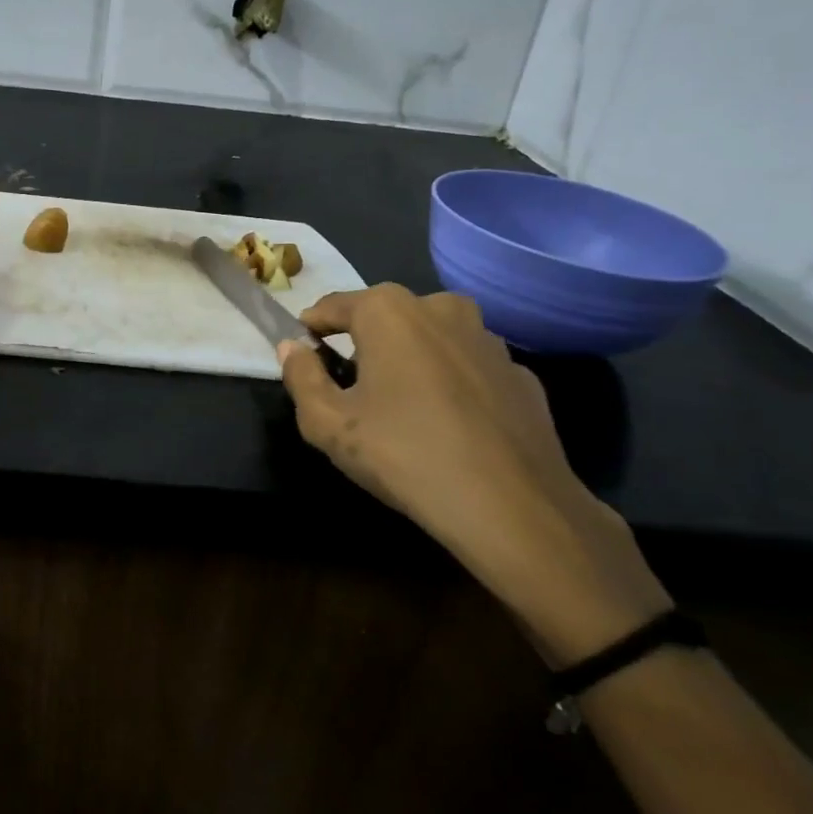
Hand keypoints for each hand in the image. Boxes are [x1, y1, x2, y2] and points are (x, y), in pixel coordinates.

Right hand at [279, 285, 669, 664]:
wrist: (513, 507)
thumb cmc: (404, 455)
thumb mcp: (328, 424)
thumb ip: (300, 377)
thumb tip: (292, 348)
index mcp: (388, 310)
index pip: (333, 306)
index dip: (312, 328)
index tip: (303, 353)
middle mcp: (440, 307)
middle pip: (385, 317)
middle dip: (364, 343)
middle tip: (352, 388)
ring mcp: (488, 337)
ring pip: (431, 338)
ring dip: (411, 360)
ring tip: (403, 408)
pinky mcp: (521, 372)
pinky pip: (469, 367)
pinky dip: (452, 383)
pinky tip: (450, 426)